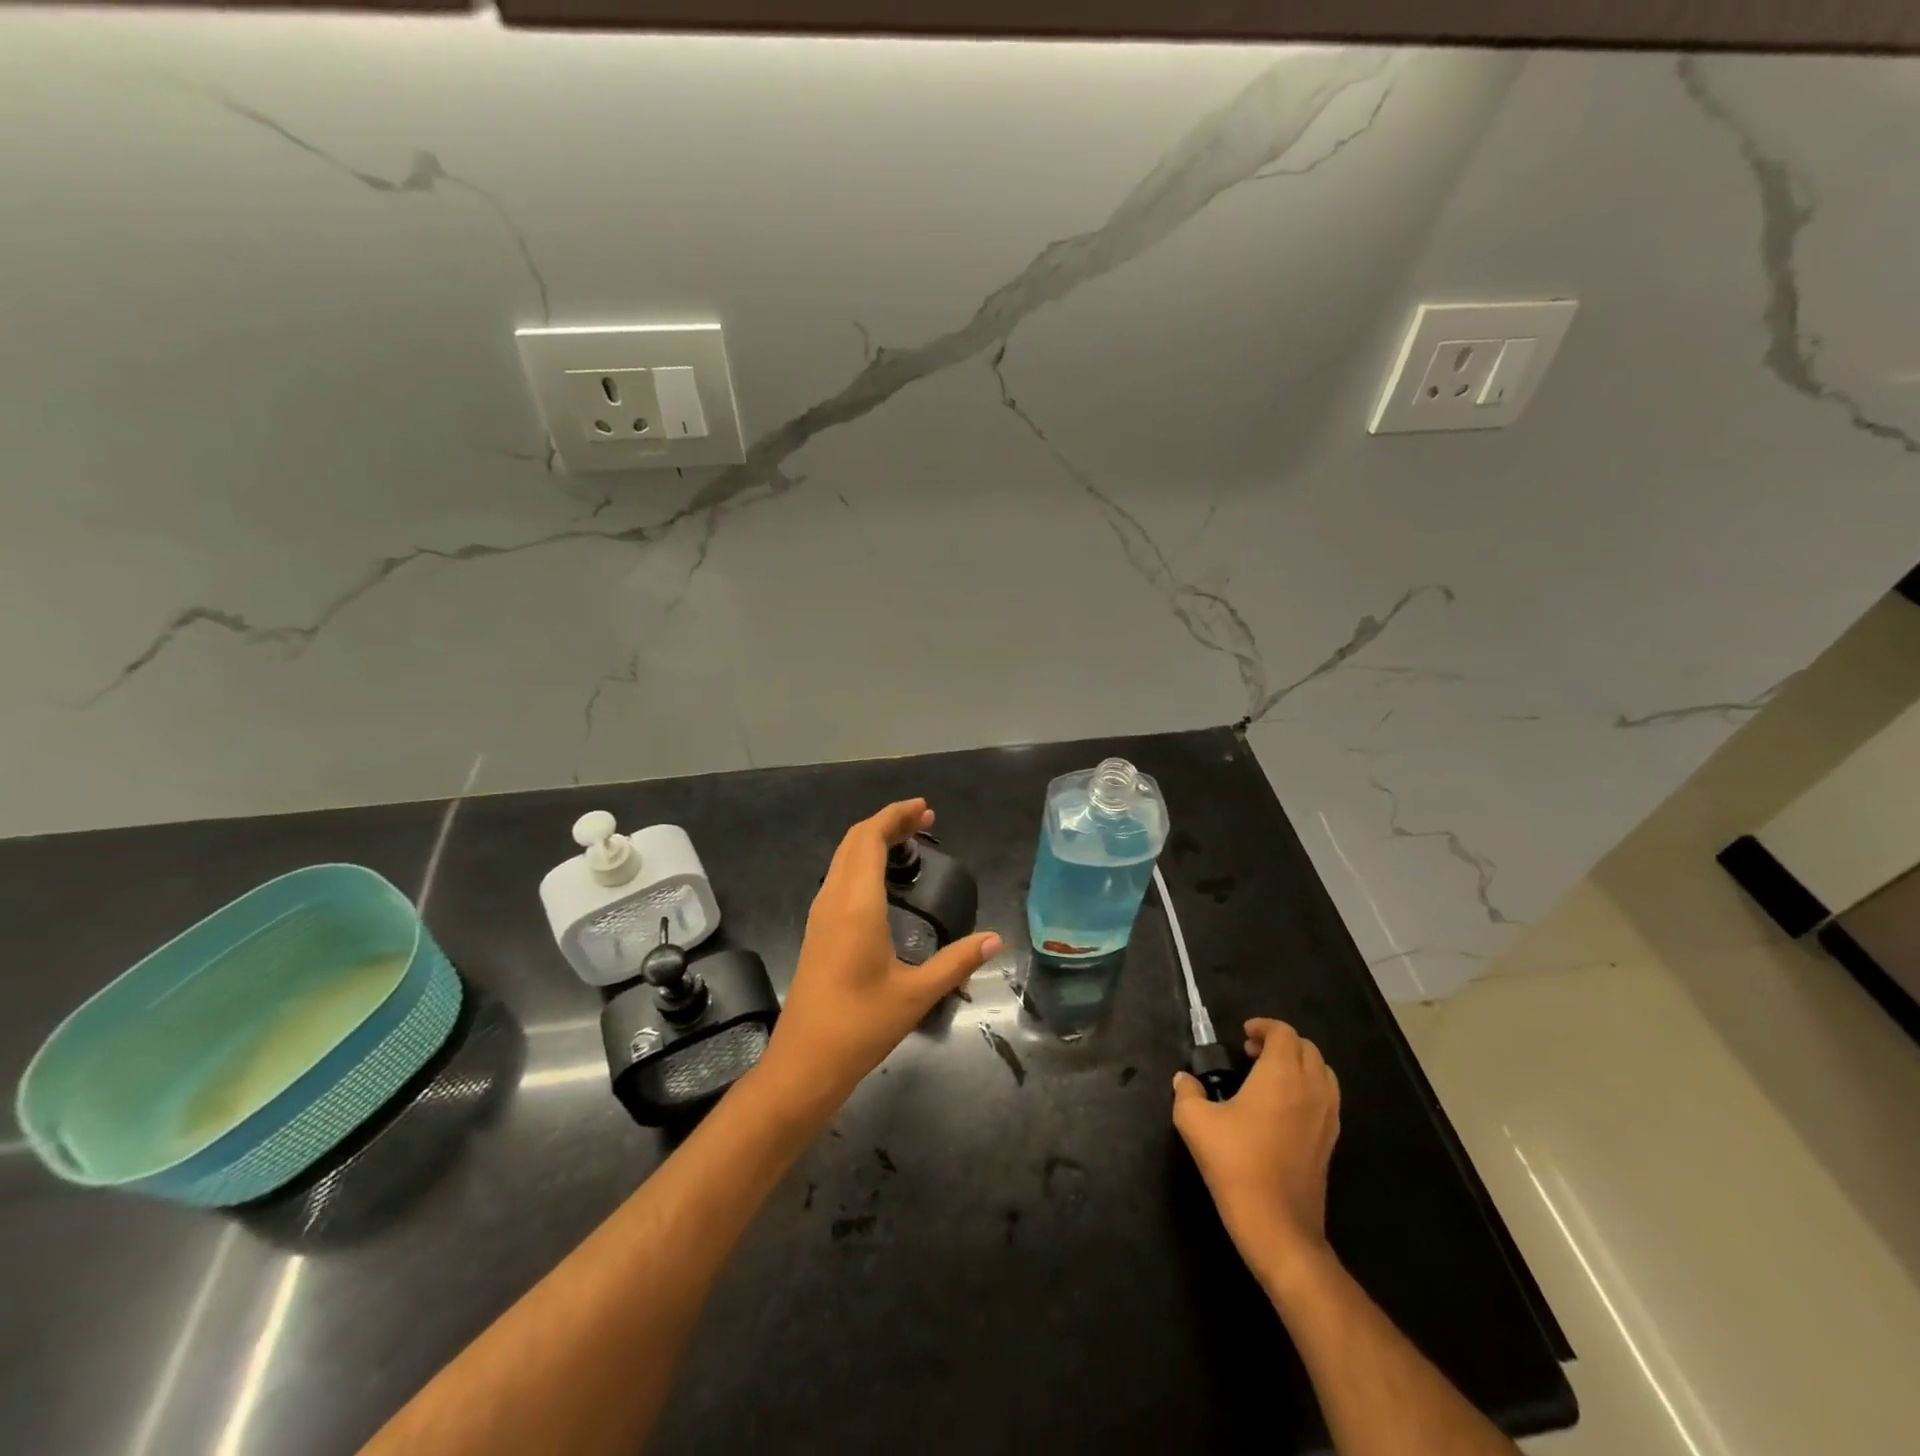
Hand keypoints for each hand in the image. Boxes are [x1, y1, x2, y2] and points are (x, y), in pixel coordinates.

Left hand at [760, 799, 1000, 1115]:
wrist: (804, 1063)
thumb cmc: (860, 1026)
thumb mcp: (916, 994)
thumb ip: (957, 962)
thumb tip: (996, 940)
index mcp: (856, 905)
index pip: (870, 839)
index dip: (895, 816)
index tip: (925, 809)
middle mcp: (833, 900)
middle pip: (854, 841)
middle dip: (888, 823)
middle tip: (925, 821)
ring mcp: (821, 915)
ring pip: (843, 858)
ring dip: (873, 841)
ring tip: (909, 843)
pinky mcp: (818, 931)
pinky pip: (839, 877)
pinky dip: (862, 861)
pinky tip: (884, 881)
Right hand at [1172, 1017, 1340, 1290]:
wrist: (1278, 1225)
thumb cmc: (1236, 1164)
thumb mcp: (1195, 1122)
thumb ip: (1187, 1093)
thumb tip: (1184, 1080)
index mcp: (1282, 1075)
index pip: (1284, 1033)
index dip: (1264, 1026)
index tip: (1243, 1034)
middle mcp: (1311, 1088)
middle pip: (1307, 1048)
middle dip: (1280, 1042)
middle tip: (1251, 1053)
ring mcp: (1327, 1116)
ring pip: (1322, 1072)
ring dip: (1298, 1064)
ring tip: (1268, 1077)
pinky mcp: (1331, 1141)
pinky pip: (1327, 1098)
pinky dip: (1308, 1088)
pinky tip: (1282, 1107)